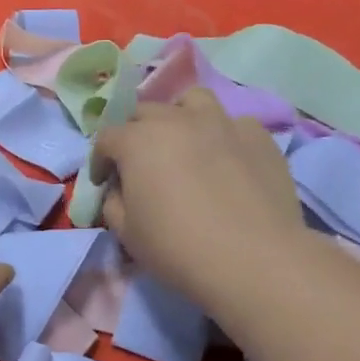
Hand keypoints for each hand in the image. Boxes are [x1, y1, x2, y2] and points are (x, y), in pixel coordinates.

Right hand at [90, 87, 305, 309]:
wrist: (254, 260)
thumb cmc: (177, 247)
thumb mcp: (125, 232)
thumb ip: (113, 202)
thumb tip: (120, 189)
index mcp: (137, 141)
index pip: (106, 138)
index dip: (100, 160)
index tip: (105, 182)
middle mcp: (176, 120)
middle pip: (145, 112)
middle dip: (135, 134)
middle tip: (141, 164)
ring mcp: (221, 123)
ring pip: (192, 101)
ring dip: (180, 117)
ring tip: (184, 143)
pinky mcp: (258, 137)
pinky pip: (234, 124)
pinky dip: (223, 136)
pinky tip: (226, 159)